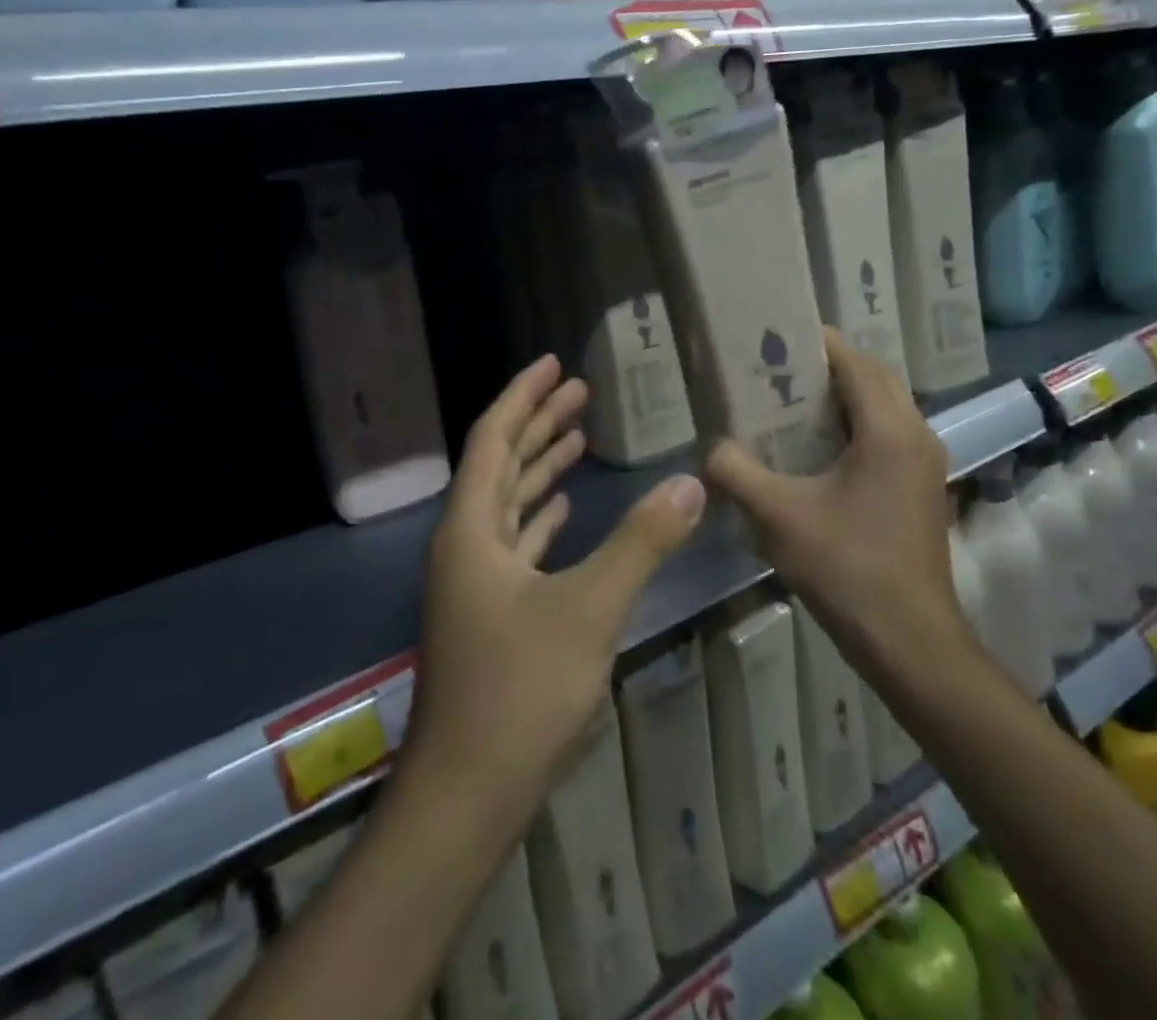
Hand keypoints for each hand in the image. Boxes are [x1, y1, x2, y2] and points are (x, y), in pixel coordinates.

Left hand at [405, 354, 707, 827]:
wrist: (465, 793)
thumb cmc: (518, 691)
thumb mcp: (588, 609)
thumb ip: (640, 543)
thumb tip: (691, 484)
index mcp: (471, 528)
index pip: (494, 438)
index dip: (523, 396)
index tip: (553, 363)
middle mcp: (465, 543)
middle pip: (501, 463)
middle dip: (538, 422)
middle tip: (579, 389)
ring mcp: (474, 579)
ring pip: (509, 502)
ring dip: (540, 466)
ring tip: (579, 433)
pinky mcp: (490, 611)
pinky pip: (515, 542)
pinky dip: (540, 515)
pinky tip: (563, 507)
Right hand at [704, 328, 971, 675]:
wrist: (909, 641)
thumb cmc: (846, 568)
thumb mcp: (776, 516)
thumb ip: (734, 470)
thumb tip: (709, 447)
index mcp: (889, 430)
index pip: (854, 361)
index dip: (816, 341)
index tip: (773, 336)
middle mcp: (917, 434)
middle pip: (873, 377)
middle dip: (828, 366)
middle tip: (776, 369)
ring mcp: (925, 462)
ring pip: (884, 406)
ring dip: (843, 395)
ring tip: (789, 401)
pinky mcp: (921, 487)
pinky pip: (888, 434)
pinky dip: (856, 424)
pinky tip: (816, 447)